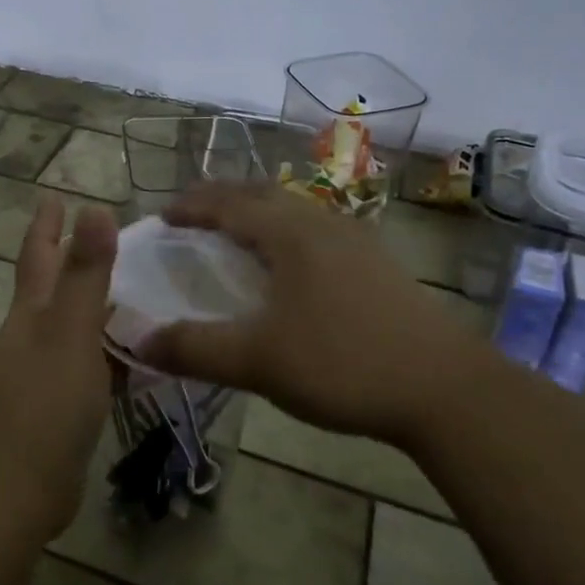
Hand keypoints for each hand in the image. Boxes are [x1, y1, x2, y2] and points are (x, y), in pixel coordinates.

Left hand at [0, 195, 117, 538]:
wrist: (15, 488)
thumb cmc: (44, 402)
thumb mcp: (71, 331)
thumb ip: (86, 273)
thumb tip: (94, 208)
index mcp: (32, 312)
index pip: (39, 255)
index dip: (47, 225)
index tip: (55, 196)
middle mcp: (30, 335)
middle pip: (50, 287)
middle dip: (70, 260)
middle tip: (106, 238)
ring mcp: (39, 372)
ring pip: (70, 326)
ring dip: (93, 307)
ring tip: (132, 292)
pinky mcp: (55, 406)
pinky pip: (86, 365)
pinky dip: (105, 353)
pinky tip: (132, 358)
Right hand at [139, 182, 489, 441]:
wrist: (446, 389)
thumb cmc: (344, 364)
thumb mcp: (258, 361)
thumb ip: (195, 349)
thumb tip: (138, 342)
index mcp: (291, 234)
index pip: (229, 204)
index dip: (192, 206)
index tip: (163, 215)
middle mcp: (322, 224)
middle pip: (263, 194)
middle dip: (223, 198)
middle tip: (193, 215)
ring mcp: (356, 241)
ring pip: (294, 210)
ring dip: (257, 212)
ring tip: (236, 233)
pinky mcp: (377, 264)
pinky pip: (316, 230)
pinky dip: (285, 232)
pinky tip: (290, 265)